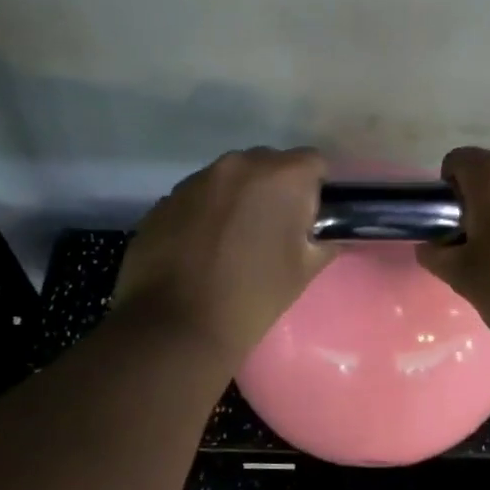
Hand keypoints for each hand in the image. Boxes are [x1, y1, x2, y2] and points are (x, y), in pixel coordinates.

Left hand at [113, 148, 337, 359]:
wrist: (177, 326)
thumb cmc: (253, 296)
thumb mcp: (304, 270)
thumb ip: (324, 240)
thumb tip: (325, 232)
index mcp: (280, 176)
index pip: (313, 162)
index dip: (316, 189)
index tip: (310, 219)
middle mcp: (237, 165)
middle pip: (268, 164)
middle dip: (276, 190)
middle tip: (273, 231)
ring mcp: (195, 180)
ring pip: (230, 179)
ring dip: (238, 199)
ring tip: (233, 241)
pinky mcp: (165, 200)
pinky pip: (198, 196)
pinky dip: (206, 213)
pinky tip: (202, 249)